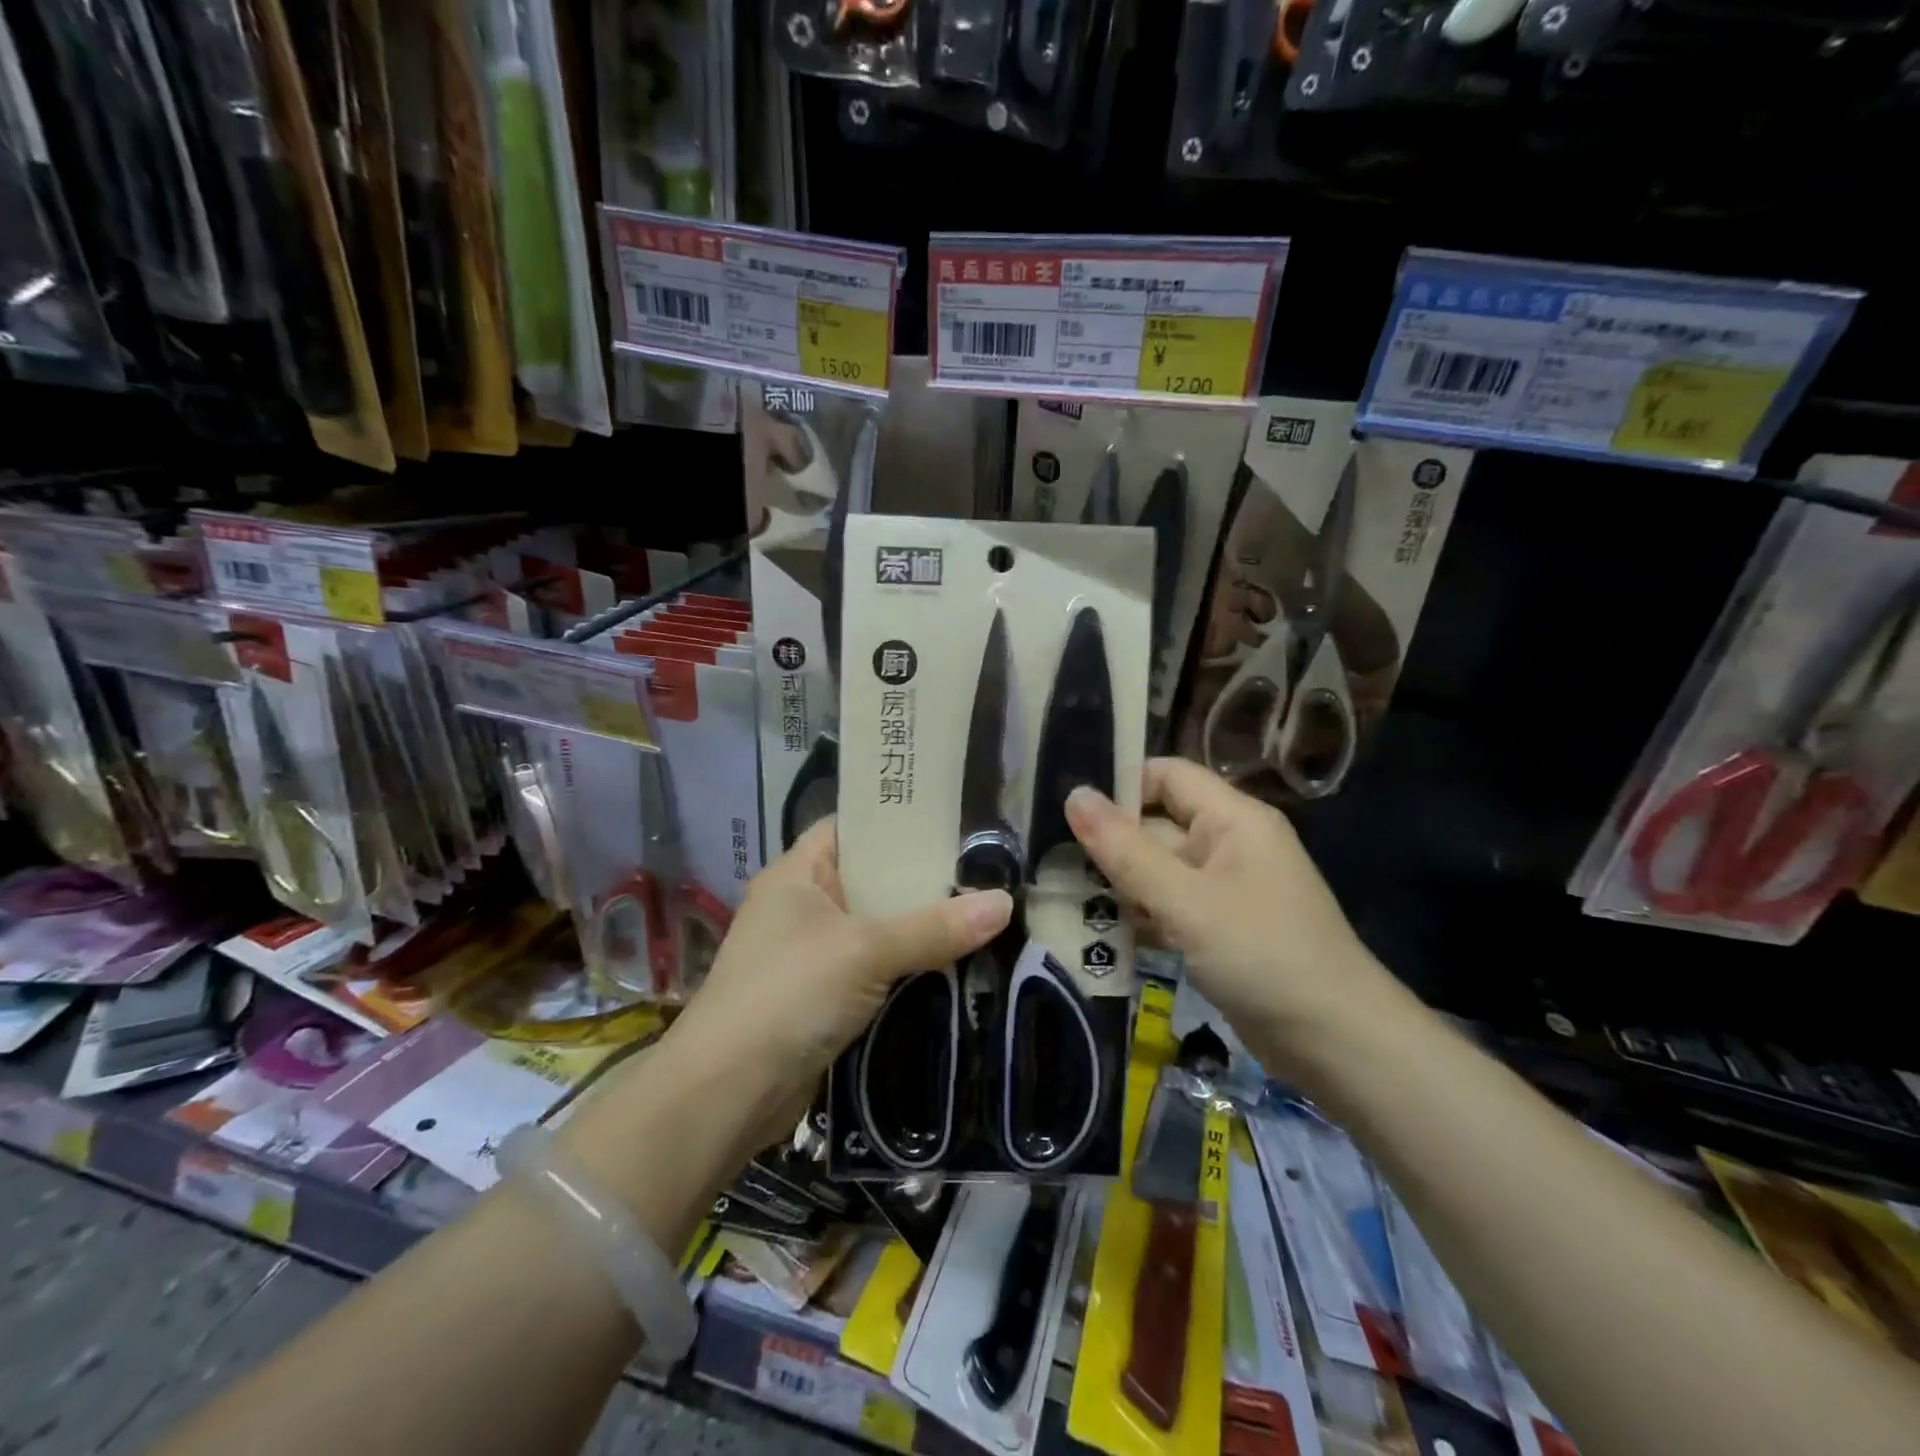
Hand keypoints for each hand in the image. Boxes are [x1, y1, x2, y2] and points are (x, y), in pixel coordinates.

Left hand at [666, 818, 1012, 1116]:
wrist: (727, 1093)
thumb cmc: (789, 994)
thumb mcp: (865, 950)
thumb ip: (935, 927)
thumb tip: (1006, 902)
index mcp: (798, 873)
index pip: (851, 827)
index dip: (896, 820)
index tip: (952, 820)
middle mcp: (801, 906)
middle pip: (870, 879)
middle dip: (921, 880)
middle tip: (983, 870)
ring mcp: (809, 954)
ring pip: (874, 927)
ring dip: (918, 928)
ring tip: (981, 911)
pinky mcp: (820, 997)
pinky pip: (871, 968)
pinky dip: (905, 966)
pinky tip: (952, 964)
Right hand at [1064, 758, 1402, 1054]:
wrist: (1337, 1045)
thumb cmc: (1262, 956)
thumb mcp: (1185, 901)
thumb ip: (1125, 850)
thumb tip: (1074, 795)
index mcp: (1232, 819)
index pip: (1166, 775)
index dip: (1119, 785)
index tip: (1066, 809)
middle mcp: (1228, 845)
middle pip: (1157, 825)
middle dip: (1108, 843)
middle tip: (1048, 858)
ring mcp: (1224, 890)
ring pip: (1158, 870)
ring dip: (1118, 883)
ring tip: (1060, 894)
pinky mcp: (1219, 929)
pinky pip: (1169, 906)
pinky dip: (1139, 915)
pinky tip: (1097, 932)